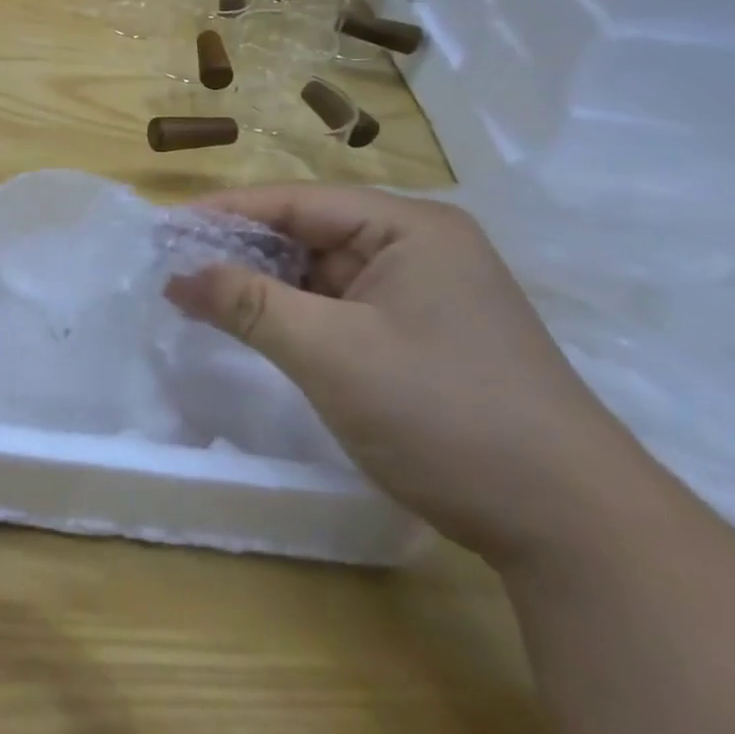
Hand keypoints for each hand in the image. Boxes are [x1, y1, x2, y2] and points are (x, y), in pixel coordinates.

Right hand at [166, 185, 653, 565]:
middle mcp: (417, 248)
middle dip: (239, 252)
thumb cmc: (445, 415)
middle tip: (172, 267)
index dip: (224, 213)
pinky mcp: (419, 336)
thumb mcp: (331, 353)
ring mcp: (421, 294)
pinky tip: (252, 328)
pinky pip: (337, 309)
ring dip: (262, 287)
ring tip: (197, 297)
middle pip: (307, 234)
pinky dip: (292, 316)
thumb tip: (174, 275)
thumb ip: (247, 304)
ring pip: (319, 274)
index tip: (162, 230)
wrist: (573, 531)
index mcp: (409, 227)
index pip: (295, 202)